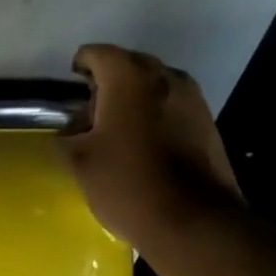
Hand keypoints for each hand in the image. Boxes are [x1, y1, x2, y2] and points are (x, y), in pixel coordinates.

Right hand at [58, 44, 244, 252]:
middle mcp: (165, 77)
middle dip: (109, 82)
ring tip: (120, 131)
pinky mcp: (208, 123)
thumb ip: (67, 136)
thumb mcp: (80, 162)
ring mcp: (192, 99)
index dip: (81, 67)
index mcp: (129, 77)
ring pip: (155, 85)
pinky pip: (174, 106)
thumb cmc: (128, 184)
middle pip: (130, 65)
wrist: (194, 221)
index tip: (73, 88)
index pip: (98, 53)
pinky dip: (157, 115)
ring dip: (135, 99)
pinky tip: (147, 145)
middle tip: (93, 113)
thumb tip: (72, 130)